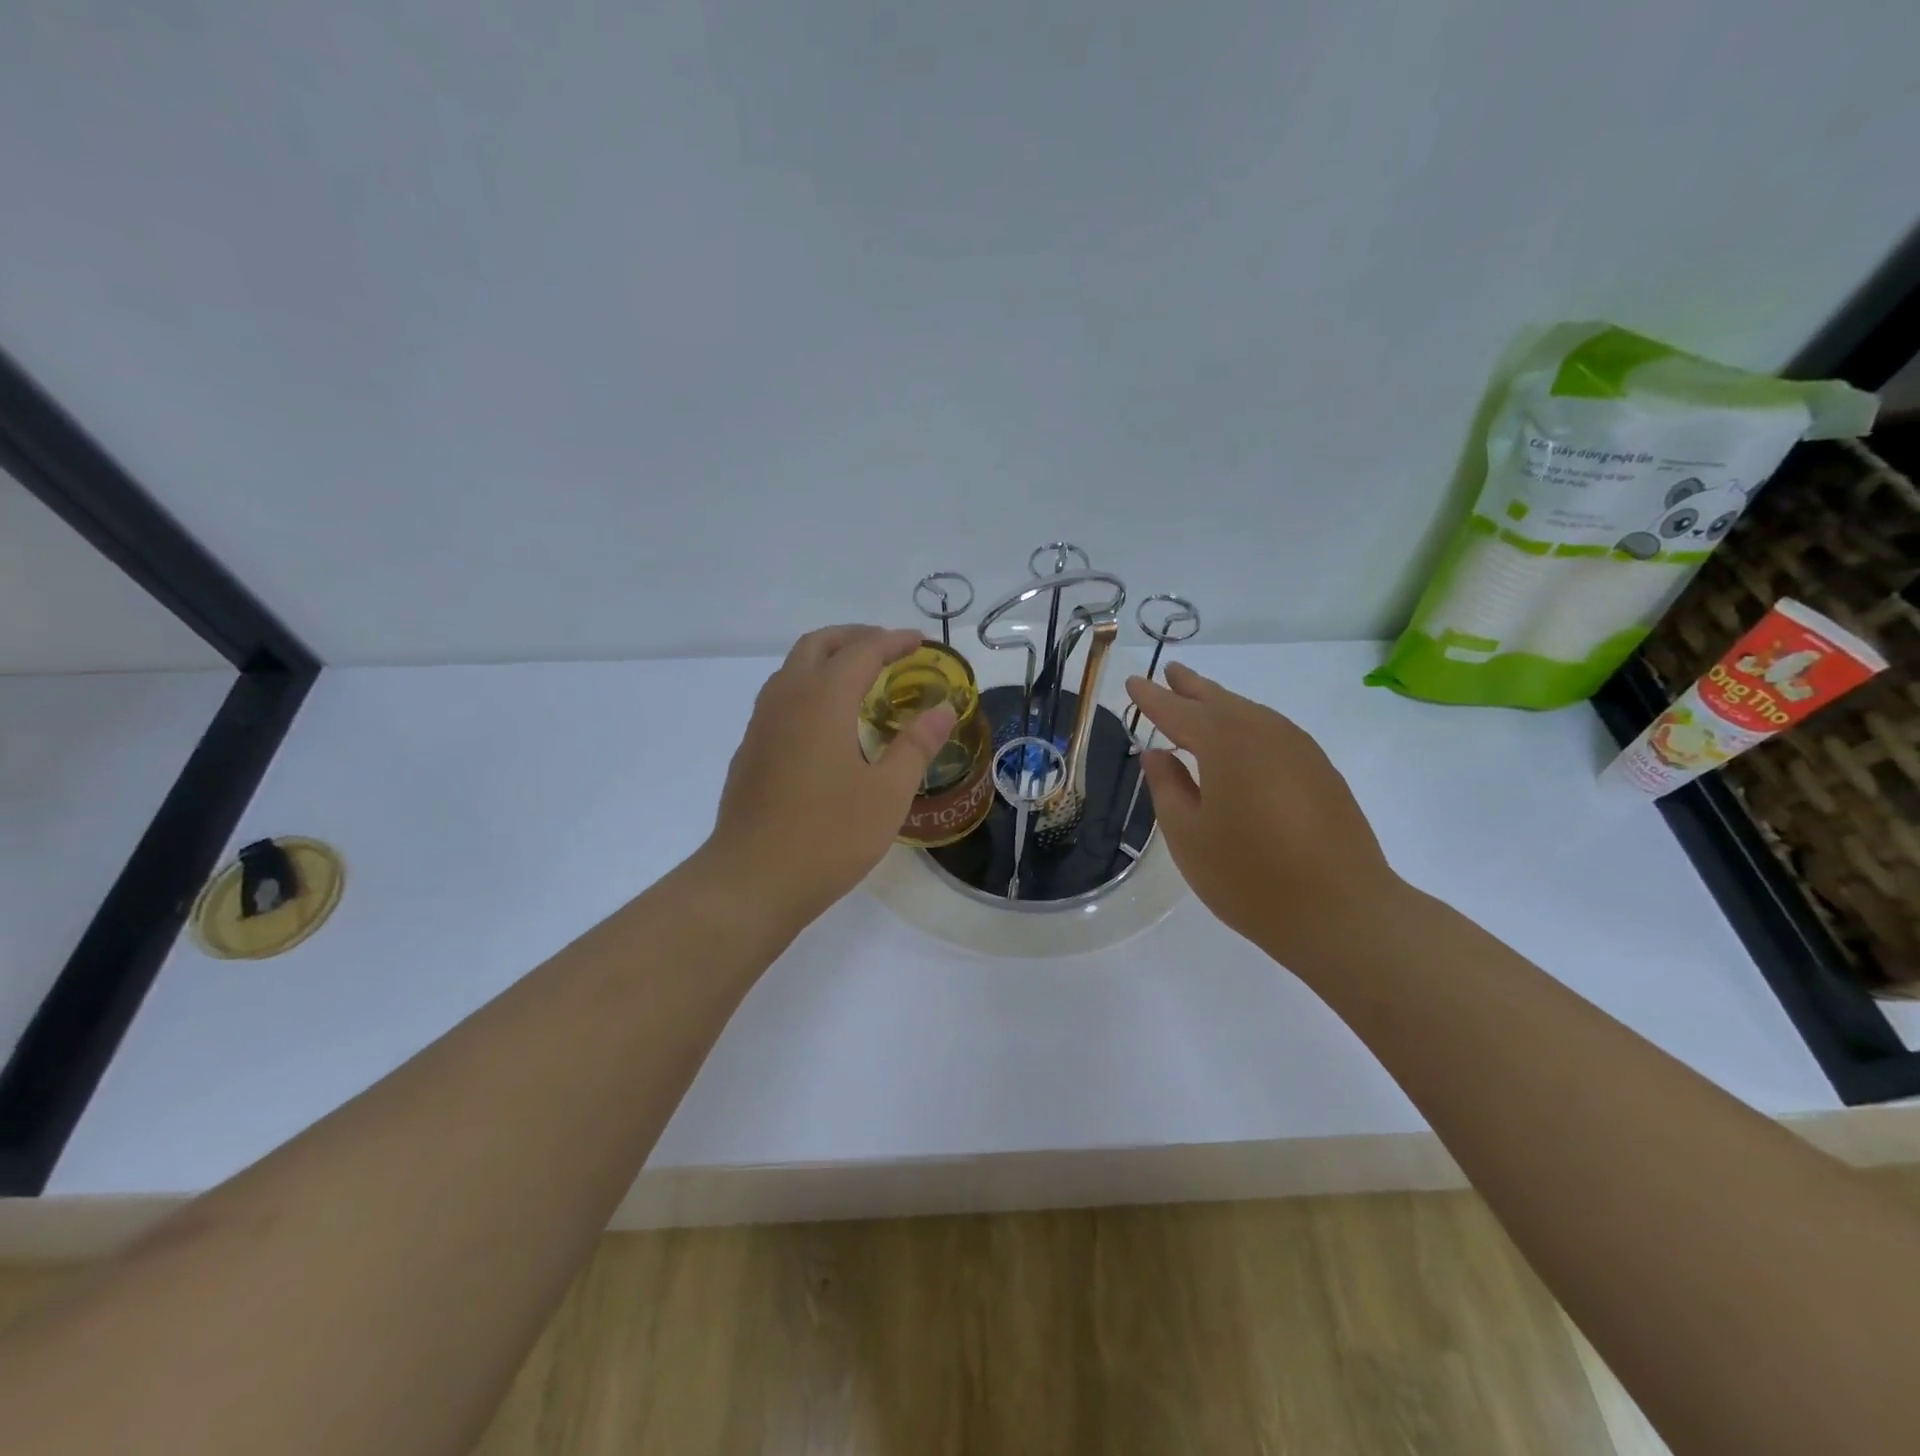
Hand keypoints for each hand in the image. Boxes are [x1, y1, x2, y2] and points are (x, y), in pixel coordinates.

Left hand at [702, 625, 955, 925]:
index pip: (862, 651)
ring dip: (828, 659)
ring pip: (793, 669)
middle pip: (818, 645)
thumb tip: (943, 709)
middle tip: (888, 648)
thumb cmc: (828, 836)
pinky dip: (809, 687)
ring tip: (860, 679)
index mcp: (822, 701)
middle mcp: (786, 700)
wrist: (751, 881)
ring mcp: (761, 725)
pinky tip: (826, 723)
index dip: (893, 641)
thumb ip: (916, 745)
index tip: (919, 642)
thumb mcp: (888, 794)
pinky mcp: (750, 751)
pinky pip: (781, 697)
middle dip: (855, 637)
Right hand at [1126, 663, 1402, 963]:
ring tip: (1199, 699)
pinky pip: (1272, 731)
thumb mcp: (1188, 835)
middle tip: (1170, 672)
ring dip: (1221, 703)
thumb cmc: (1249, 877)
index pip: (1177, 710)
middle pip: (1219, 700)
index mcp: (1224, 742)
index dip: (1151, 697)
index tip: (1133, 681)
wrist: (1342, 912)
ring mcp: (1299, 748)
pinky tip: (1241, 742)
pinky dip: (1247, 725)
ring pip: (1249, 713)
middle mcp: (1263, 732)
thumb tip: (1156, 753)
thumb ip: (1167, 787)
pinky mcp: (1320, 770)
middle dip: (1190, 687)